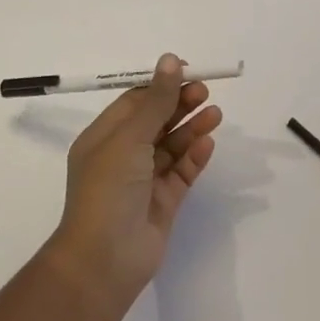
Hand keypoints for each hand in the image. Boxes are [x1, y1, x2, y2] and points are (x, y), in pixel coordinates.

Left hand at [49, 54, 222, 302]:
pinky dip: (195, 157)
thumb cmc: (108, 189)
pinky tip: (208, 144)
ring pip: (172, 146)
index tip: (186, 71)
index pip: (134, 101)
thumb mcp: (130, 138)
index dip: (160, 85)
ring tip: (215, 115)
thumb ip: (155, 100)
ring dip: (192, 128)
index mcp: (104, 137)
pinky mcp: (163, 202)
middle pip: (156, 120)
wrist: (104, 260)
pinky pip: (181, 172)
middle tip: (205, 91)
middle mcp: (123, 156)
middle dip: (180, 104)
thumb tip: (170, 59)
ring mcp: (144, 180)